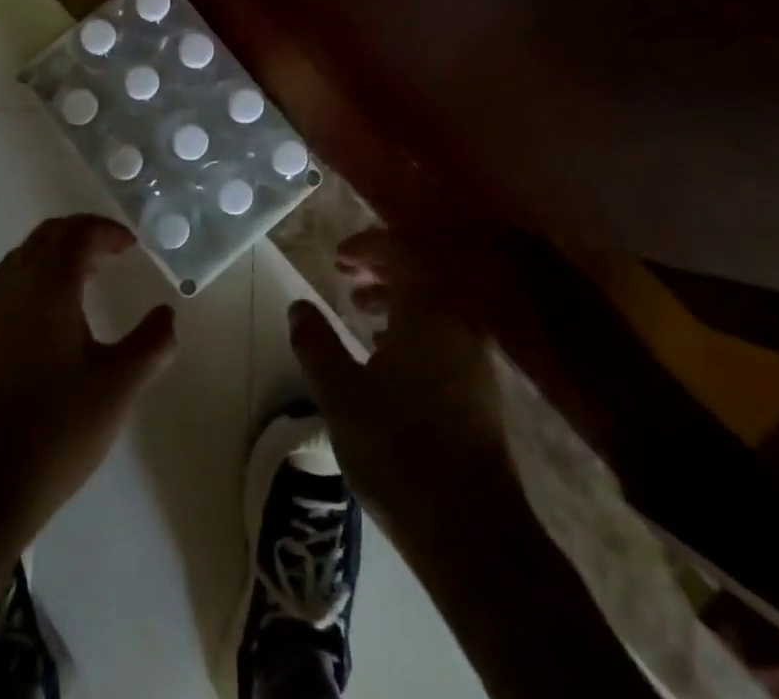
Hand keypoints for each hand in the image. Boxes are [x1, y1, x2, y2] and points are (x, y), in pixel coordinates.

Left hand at [0, 215, 177, 545]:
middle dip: (80, 237)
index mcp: (48, 284)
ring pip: (21, 261)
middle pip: (45, 237)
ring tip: (83, 284)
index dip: (105, 231)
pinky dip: (32, 285)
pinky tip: (46, 326)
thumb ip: (151, 344)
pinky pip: (4, 290)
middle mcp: (11, 286)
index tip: (130, 245)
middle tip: (110, 256)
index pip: (77, 233)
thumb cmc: (54, 430)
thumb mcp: (117, 387)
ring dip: (54, 259)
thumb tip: (167, 314)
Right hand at [287, 227, 511, 538]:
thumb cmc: (399, 451)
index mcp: (429, 311)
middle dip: (382, 267)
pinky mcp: (479, 386)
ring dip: (396, 296)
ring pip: (433, 305)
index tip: (337, 257)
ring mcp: (474, 356)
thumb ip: (317, 343)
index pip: (401, 253)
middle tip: (346, 273)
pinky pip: (443, 331)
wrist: (472, 531)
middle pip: (421, 274)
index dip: (367, 246)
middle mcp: (458, 323)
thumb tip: (299, 305)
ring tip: (360, 309)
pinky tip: (386, 353)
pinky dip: (413, 325)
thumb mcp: (341, 394)